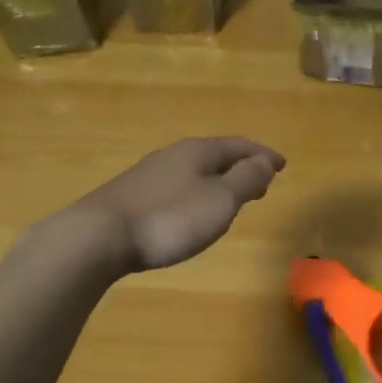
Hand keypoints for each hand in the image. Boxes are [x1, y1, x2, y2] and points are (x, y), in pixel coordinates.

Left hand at [66, 137, 285, 273]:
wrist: (99, 236)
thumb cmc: (169, 218)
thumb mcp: (219, 200)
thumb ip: (245, 179)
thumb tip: (265, 161)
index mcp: (197, 151)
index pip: (238, 145)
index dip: (262, 155)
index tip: (282, 165)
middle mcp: (172, 155)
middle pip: (214, 156)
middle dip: (240, 167)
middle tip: (261, 184)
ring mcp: (147, 175)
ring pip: (193, 171)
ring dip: (217, 181)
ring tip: (230, 199)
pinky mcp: (131, 196)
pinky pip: (175, 187)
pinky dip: (195, 193)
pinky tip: (190, 211)